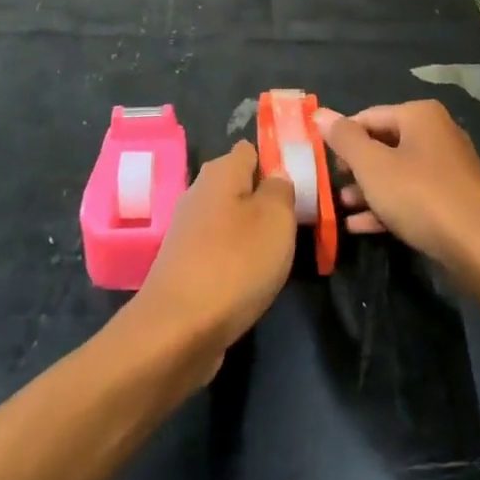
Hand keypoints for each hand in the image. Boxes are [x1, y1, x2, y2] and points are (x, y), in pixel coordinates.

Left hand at [130, 141, 295, 372]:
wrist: (179, 328)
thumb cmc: (236, 263)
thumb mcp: (276, 218)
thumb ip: (281, 189)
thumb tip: (276, 176)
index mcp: (220, 172)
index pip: (250, 150)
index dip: (275, 161)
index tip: (300, 184)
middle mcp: (199, 193)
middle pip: (239, 185)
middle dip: (266, 200)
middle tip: (296, 221)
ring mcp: (188, 229)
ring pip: (230, 218)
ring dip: (252, 232)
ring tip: (279, 253)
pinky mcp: (184, 263)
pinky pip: (219, 248)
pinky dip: (236, 258)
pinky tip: (251, 278)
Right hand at [317, 101, 479, 279]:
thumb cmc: (421, 197)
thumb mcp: (373, 166)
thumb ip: (344, 139)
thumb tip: (320, 113)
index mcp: (419, 116)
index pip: (367, 117)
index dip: (340, 138)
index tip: (320, 162)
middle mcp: (437, 133)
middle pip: (382, 143)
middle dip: (354, 167)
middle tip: (330, 186)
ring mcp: (448, 168)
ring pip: (396, 172)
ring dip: (367, 189)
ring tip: (342, 207)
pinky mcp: (453, 199)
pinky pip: (412, 195)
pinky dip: (387, 206)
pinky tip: (360, 226)